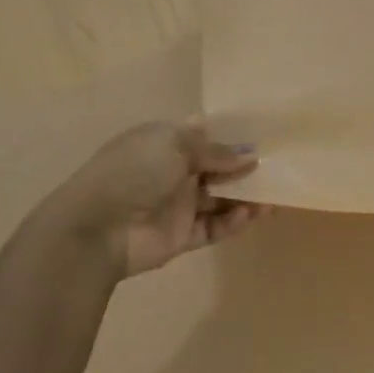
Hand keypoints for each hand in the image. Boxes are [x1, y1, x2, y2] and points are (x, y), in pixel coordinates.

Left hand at [43, 122, 269, 278]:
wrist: (97, 228)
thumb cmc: (134, 172)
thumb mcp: (174, 144)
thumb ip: (215, 150)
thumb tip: (249, 156)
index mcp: (164, 143)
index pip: (203, 137)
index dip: (231, 137)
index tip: (263, 139)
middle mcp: (172, 172)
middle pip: (216, 169)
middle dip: (244, 169)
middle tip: (275, 171)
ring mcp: (177, 205)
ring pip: (220, 200)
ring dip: (245, 198)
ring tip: (272, 198)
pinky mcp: (181, 236)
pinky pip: (213, 227)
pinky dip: (232, 222)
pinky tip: (248, 215)